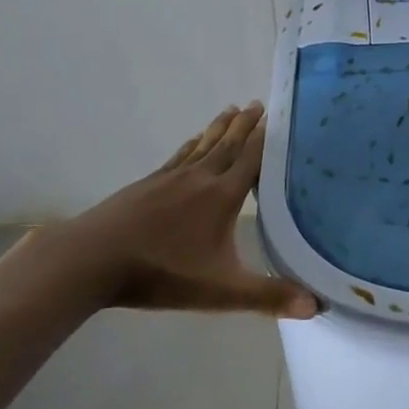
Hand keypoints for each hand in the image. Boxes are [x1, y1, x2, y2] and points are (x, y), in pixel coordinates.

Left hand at [19, 103, 316, 318]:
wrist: (91, 260)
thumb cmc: (162, 272)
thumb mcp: (221, 291)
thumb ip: (268, 296)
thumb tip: (317, 306)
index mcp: (222, 196)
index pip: (251, 160)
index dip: (266, 139)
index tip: (278, 115)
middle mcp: (200, 178)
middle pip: (228, 145)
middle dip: (245, 125)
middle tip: (258, 103)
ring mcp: (170, 178)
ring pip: (203, 146)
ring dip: (220, 128)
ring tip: (231, 110)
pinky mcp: (146, 185)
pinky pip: (178, 156)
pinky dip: (191, 145)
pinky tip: (192, 141)